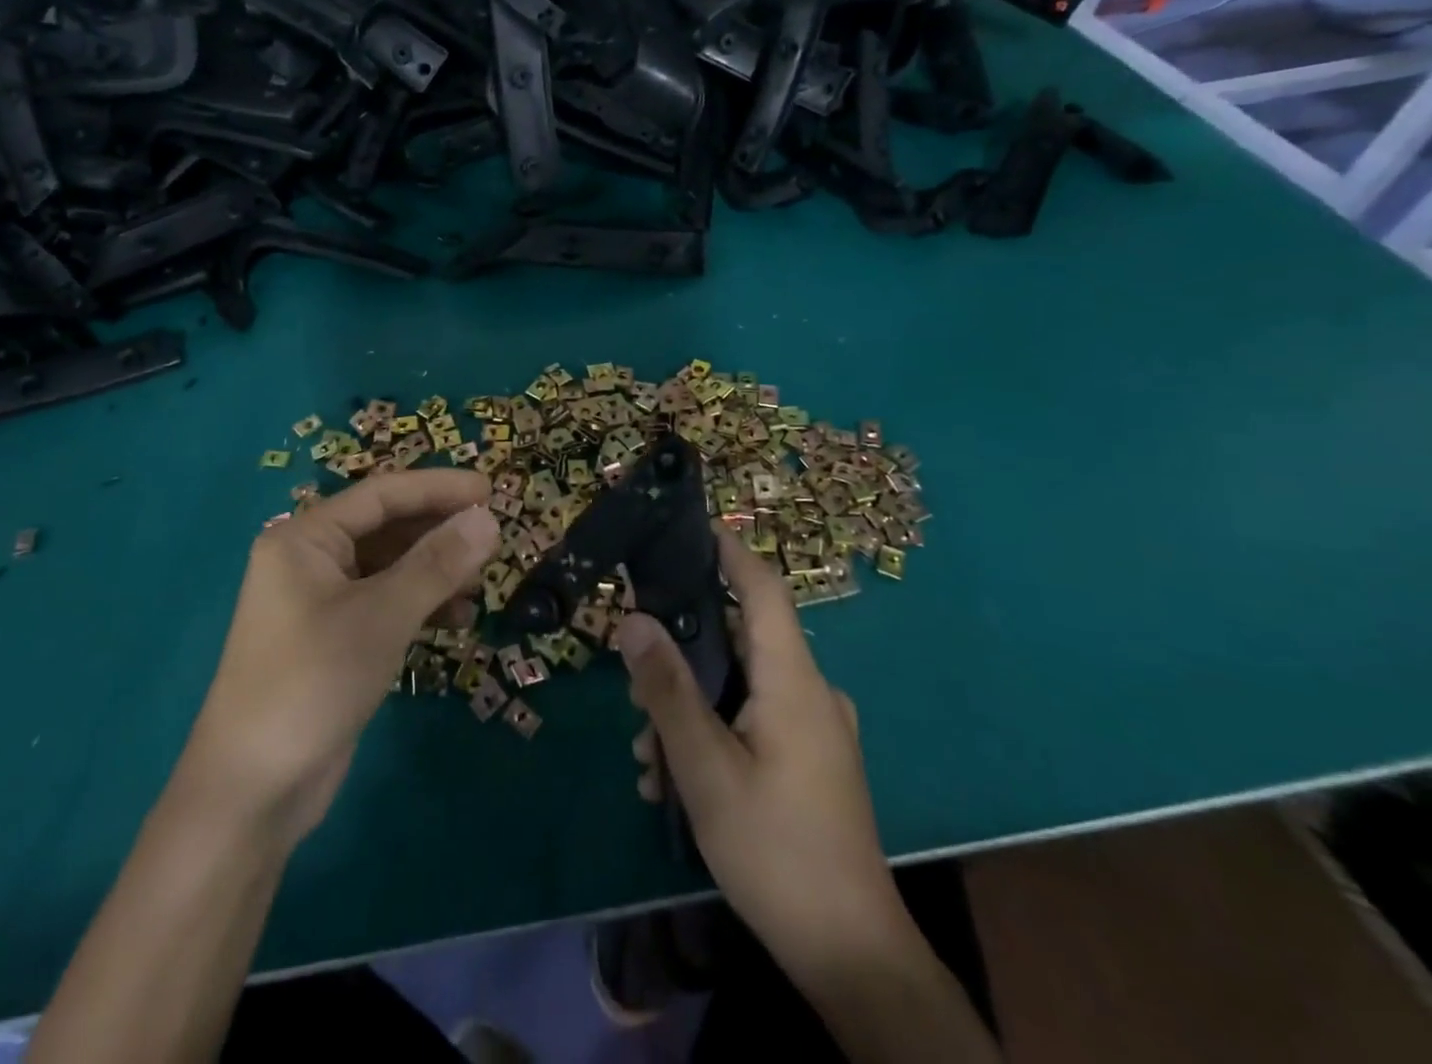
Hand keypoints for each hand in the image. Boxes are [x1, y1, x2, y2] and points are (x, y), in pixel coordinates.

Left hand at [178, 470, 498, 845]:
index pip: (381, 495)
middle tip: (492, 537)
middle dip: (438, 531)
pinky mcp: (333, 641)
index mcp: (305, 538)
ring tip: (481, 583)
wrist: (253, 792)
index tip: (491, 488)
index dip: (438, 488)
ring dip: (434, 571)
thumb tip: (488, 518)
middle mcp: (309, 561)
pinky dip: (419, 606)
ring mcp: (320, 603)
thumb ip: (437, 564)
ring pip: (388, 568)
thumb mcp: (382, 616)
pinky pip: (384, 604)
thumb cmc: (313, 682)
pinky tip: (457, 618)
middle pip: (386, 528)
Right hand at [616, 525, 909, 982]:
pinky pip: (752, 721)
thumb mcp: (704, 767)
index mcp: (793, 681)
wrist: (851, 955)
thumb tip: (632, 619)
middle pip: (737, 641)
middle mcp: (809, 693)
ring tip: (648, 761)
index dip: (729, 551)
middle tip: (633, 693)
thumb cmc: (775, 849)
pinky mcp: (810, 760)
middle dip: (679, 660)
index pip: (762, 589)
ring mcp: (813, 729)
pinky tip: (676, 782)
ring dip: (688, 710)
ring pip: (738, 687)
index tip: (687, 527)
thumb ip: (666, 689)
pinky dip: (712, 734)